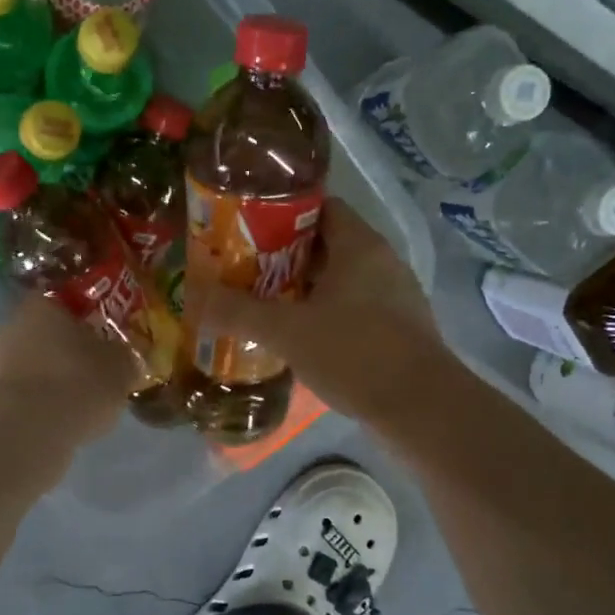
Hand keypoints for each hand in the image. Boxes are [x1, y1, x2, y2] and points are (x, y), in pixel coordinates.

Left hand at [0, 292, 137, 442]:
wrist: (29, 429)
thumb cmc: (80, 381)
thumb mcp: (120, 365)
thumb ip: (121, 355)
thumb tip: (120, 356)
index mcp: (43, 305)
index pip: (64, 302)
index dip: (84, 319)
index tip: (101, 337)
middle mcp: (11, 327)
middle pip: (44, 335)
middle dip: (65, 352)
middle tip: (91, 371)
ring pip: (30, 367)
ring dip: (49, 380)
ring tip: (76, 403)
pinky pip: (20, 397)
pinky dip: (36, 406)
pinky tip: (57, 422)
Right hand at [193, 197, 448, 422]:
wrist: (422, 409)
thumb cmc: (355, 353)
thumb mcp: (288, 331)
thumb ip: (239, 312)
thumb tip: (193, 298)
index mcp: (359, 244)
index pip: (321, 206)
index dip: (282, 212)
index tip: (246, 228)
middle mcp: (382, 260)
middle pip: (326, 243)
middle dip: (284, 255)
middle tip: (244, 269)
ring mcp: (394, 295)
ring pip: (340, 278)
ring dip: (304, 287)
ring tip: (264, 302)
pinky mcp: (399, 327)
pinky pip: (354, 306)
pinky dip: (325, 312)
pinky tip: (300, 336)